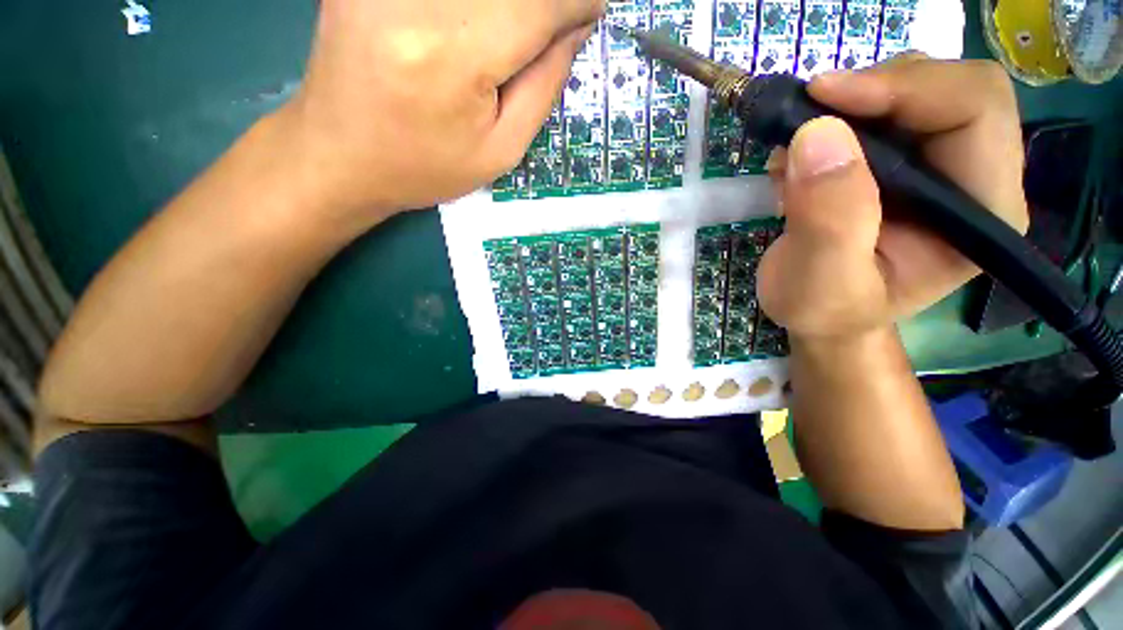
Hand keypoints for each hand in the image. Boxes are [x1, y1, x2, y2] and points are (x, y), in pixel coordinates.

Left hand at [280, 0, 603, 222]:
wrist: (340, 156)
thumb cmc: (426, 167)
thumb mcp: (500, 151)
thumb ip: (542, 86)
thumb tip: (574, 28)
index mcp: (454, 56)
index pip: (535, 5)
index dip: (576, 3)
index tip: (594, 11)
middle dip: (544, 4)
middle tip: (559, 24)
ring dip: (510, 7)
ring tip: (517, 37)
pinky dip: (478, 7)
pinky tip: (481, 25)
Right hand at [756, 55, 1028, 339]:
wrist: (819, 317)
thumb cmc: (824, 311)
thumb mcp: (819, 282)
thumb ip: (827, 219)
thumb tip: (817, 134)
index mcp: (983, 213)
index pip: (976, 110)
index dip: (907, 88)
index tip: (824, 98)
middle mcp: (975, 178)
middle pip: (948, 89)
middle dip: (873, 91)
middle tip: (807, 116)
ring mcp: (940, 168)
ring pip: (910, 93)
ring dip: (845, 109)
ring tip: (794, 156)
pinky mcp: (904, 164)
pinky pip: (876, 114)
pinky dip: (830, 123)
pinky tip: (799, 163)